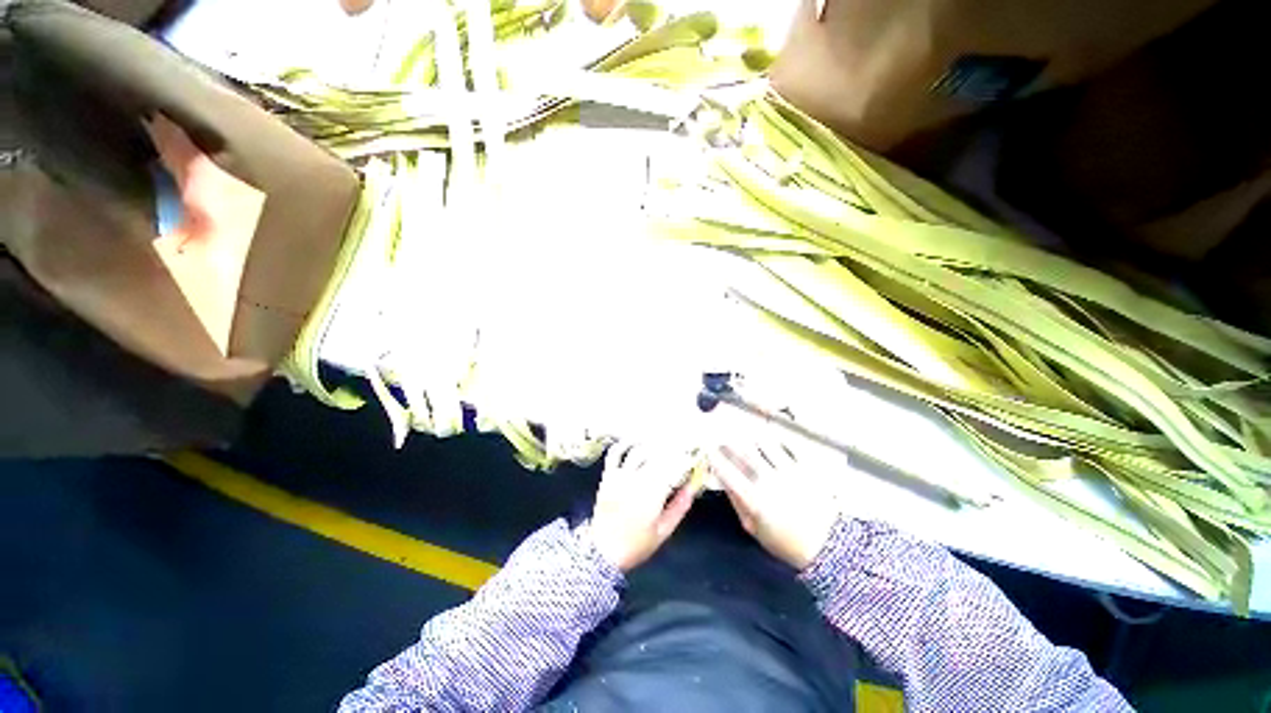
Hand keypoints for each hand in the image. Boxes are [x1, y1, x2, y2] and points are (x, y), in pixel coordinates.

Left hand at [584, 443, 701, 571]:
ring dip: (651, 444)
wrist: (603, 552)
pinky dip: (625, 443)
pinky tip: (636, 440)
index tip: (691, 455)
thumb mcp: (663, 531)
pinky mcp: (607, 476)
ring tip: (662, 441)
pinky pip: (615, 453)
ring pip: (638, 451)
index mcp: (651, 495)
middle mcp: (635, 481)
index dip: (683, 458)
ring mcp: (619, 476)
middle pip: (655, 456)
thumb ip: (679, 507)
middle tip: (680, 444)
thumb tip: (692, 487)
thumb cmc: (636, 544)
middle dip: (670, 448)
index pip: (671, 467)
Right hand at [711, 441, 839, 569]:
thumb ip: (736, 502)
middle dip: (729, 442)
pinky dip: (773, 439)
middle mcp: (769, 481)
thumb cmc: (784, 540)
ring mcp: (788, 471)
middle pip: (743, 452)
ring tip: (744, 435)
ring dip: (750, 437)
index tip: (707, 448)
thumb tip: (722, 479)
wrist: (827, 544)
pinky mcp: (805, 466)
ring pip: (763, 443)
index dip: (714, 457)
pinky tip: (768, 439)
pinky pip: (785, 444)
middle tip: (723, 437)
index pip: (727, 471)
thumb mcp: (753, 528)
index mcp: (754, 499)